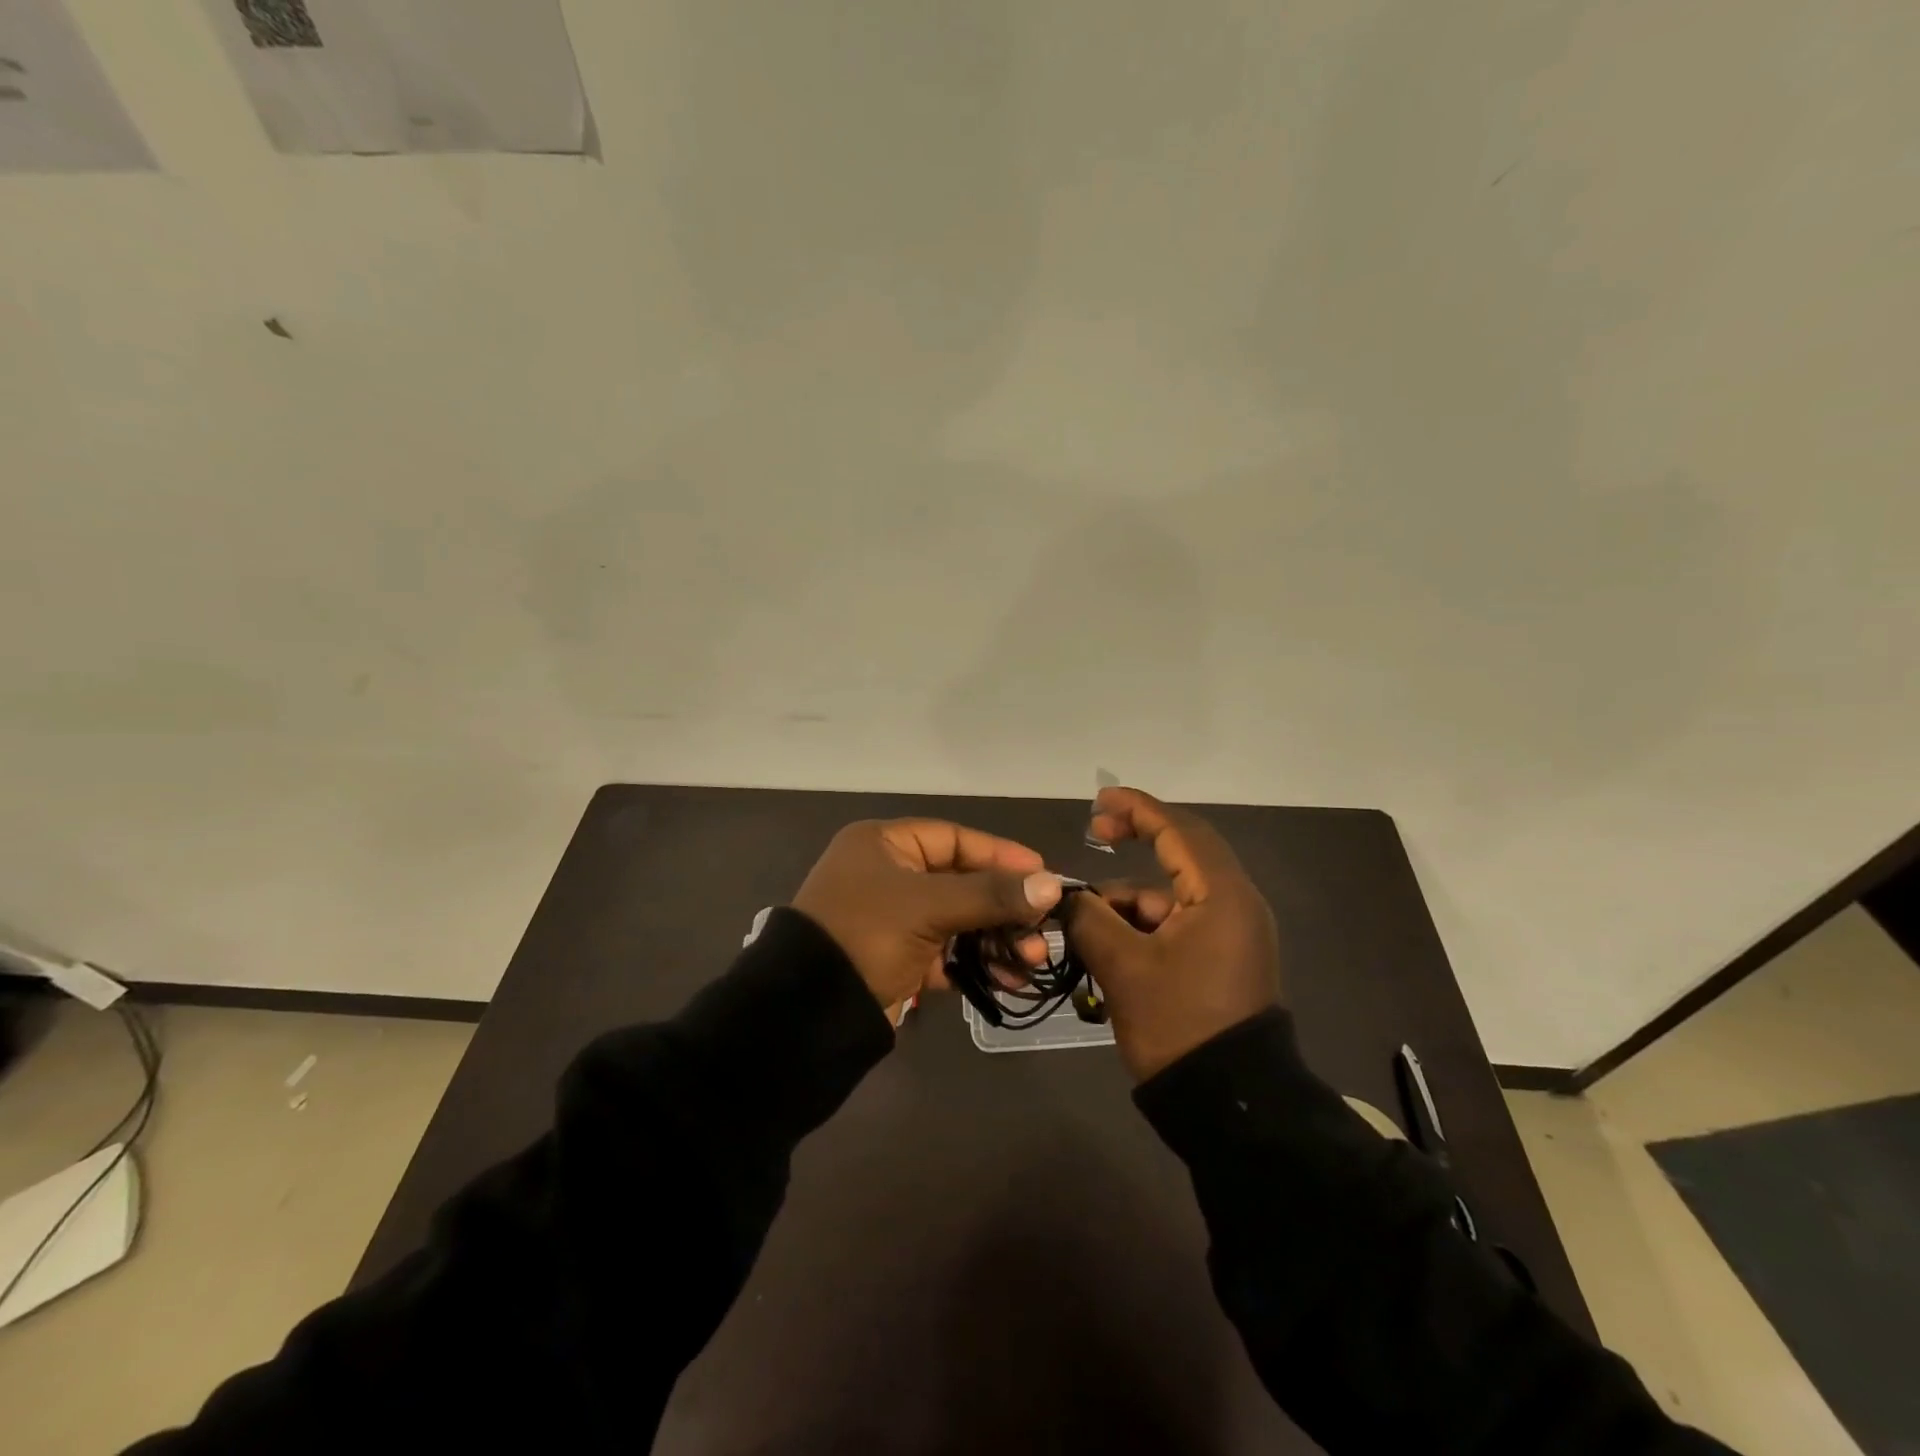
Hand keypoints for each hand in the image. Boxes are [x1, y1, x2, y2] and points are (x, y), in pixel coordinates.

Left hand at [793, 819, 1063, 1012]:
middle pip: (962, 882)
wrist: (808, 1012)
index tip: (1042, 873)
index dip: (1000, 855)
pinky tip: (1008, 979)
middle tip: (1041, 929)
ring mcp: (893, 918)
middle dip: (1004, 908)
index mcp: (884, 845)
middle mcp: (889, 875)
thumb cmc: (866, 934)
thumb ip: (990, 894)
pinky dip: (975, 964)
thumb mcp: (928, 907)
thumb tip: (1050, 885)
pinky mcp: (898, 957)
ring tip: (1031, 960)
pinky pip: (946, 952)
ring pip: (958, 920)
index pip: (955, 839)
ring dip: (996, 939)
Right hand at [1061, 787, 1281, 1079]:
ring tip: (1085, 926)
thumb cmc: (1178, 1024)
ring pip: (1172, 894)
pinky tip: (1109, 949)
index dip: (1137, 808)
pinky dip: (1143, 925)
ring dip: (1129, 900)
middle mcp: (1235, 903)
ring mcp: (1233, 932)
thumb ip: (1088, 917)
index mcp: (1221, 895)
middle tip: (1095, 834)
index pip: (1178, 830)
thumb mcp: (1122, 967)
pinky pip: (1178, 922)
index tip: (1098, 801)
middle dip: (1135, 842)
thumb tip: (1065, 895)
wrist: (1229, 1105)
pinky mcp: (1224, 957)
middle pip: (1180, 853)